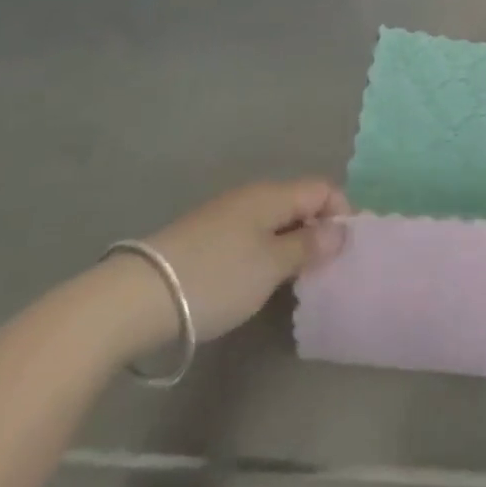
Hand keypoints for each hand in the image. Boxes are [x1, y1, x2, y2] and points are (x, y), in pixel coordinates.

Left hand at [99, 179, 349, 359]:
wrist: (137, 297)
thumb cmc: (216, 277)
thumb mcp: (271, 265)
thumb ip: (309, 246)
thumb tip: (340, 230)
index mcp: (272, 194)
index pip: (322, 189)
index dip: (342, 212)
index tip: (348, 250)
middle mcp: (251, 196)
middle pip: (298, 203)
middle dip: (318, 230)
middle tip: (327, 268)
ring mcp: (225, 216)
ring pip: (274, 220)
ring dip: (291, 243)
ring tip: (297, 278)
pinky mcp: (204, 238)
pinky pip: (251, 235)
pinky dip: (266, 251)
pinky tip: (260, 280)